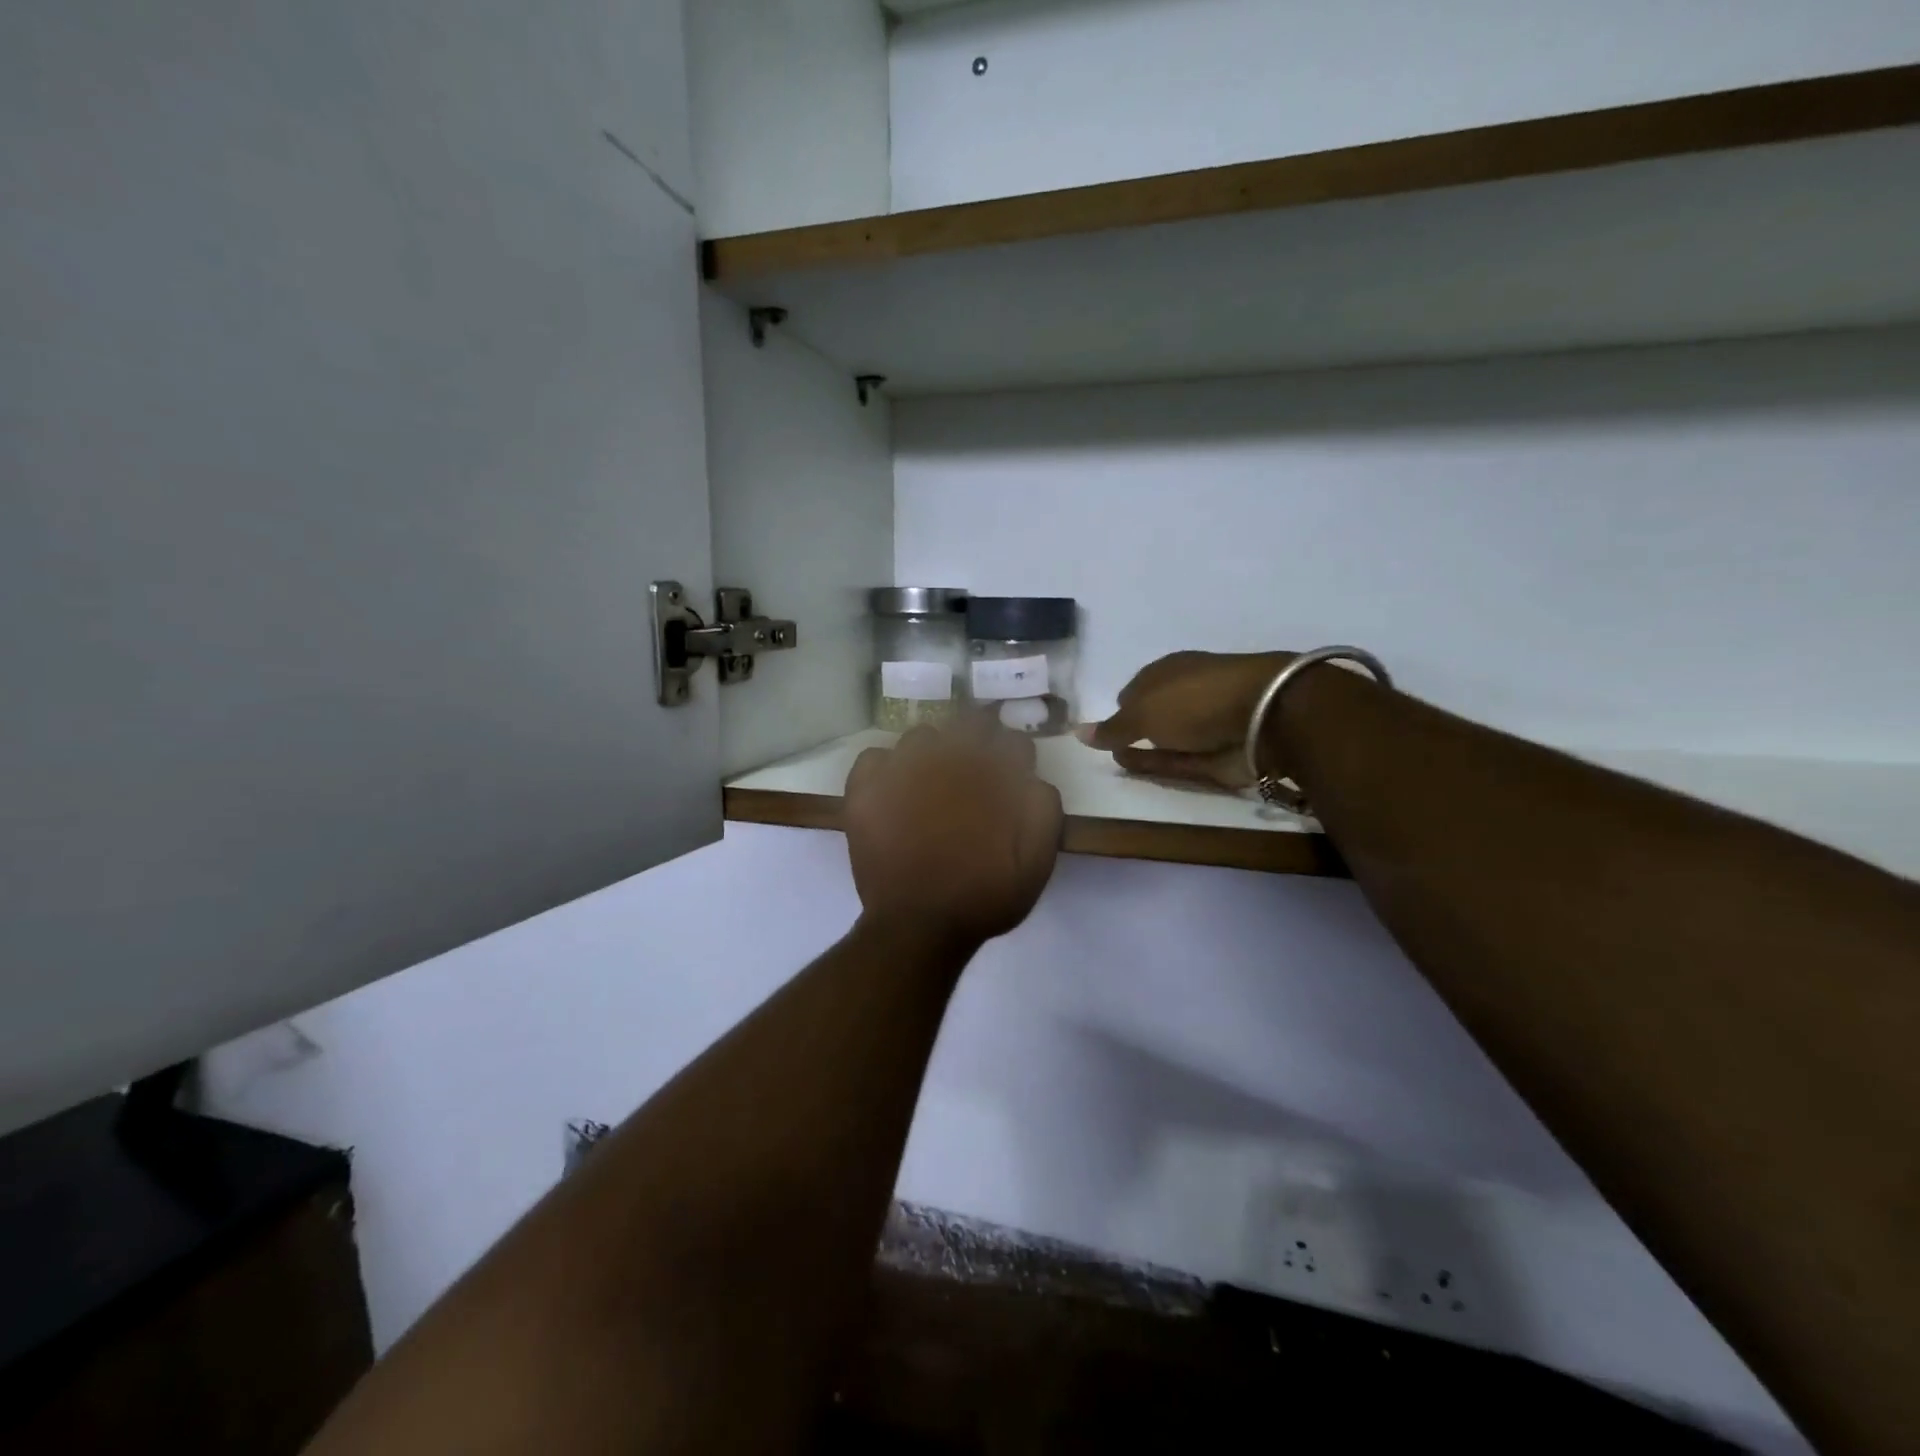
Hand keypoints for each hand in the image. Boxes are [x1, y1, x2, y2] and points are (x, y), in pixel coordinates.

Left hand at [844, 721, 1063, 950]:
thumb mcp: (1036, 862)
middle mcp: (946, 759)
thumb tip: (1033, 778)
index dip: (1014, 757)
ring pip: (921, 736)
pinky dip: (885, 767)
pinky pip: (874, 757)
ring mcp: (900, 770)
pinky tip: (892, 788)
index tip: (1011, 775)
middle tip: (974, 770)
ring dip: (933, 751)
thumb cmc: (983, 896)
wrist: (918, 926)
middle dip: (978, 739)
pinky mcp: (865, 789)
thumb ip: (1043, 810)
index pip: (1011, 741)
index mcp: (989, 774)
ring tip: (932, 780)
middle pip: (967, 724)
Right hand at [1076, 650, 1293, 788]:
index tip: (1103, 729)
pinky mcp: (1219, 753)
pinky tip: (1138, 770)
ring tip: (1117, 762)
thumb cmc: (1194, 700)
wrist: (1263, 717)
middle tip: (1107, 749)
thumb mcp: (1142, 712)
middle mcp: (1186, 694)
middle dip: (1132, 730)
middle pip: (1153, 714)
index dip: (1120, 707)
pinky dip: (1160, 765)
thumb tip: (1078, 732)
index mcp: (1169, 671)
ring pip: (1166, 739)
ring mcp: (1204, 724)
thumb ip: (1112, 728)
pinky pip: (1181, 760)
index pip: (1137, 689)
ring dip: (1143, 750)